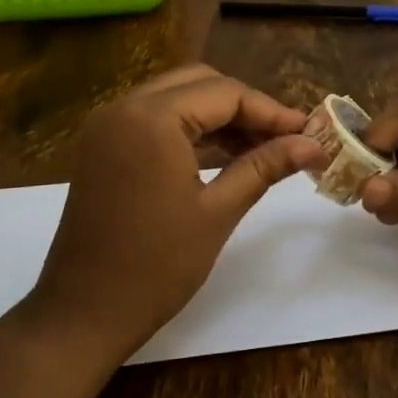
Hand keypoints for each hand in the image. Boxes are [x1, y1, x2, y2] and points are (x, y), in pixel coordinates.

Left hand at [26, 65, 324, 358]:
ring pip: (176, 99)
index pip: (226, 94)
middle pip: (199, 84)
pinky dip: (190, 131)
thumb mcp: (218, 211)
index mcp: (151, 118)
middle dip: (245, 108)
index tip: (309, 133)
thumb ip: (265, 166)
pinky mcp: (102, 148)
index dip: (271, 111)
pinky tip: (223, 156)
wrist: (83, 313)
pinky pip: (154, 121)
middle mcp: (124, 108)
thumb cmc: (156, 266)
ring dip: (218, 117)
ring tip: (262, 149)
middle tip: (285, 139)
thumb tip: (314, 145)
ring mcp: (107, 127)